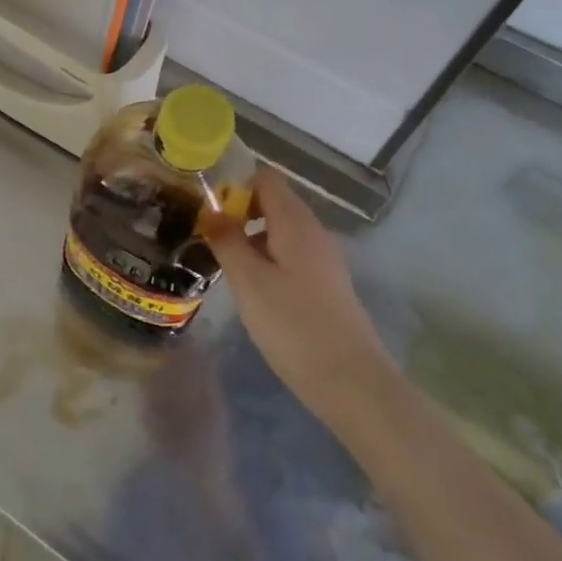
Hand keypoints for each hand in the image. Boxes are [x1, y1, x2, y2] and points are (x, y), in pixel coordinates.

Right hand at [205, 168, 398, 432]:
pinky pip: (291, 255)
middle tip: (211, 239)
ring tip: (225, 267)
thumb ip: (227, 240)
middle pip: (273, 202)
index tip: (209, 211)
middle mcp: (313, 232)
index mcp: (296, 222)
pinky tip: (253, 291)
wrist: (351, 382)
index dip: (235, 185)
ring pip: (280, 231)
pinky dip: (267, 260)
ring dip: (251, 239)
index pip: (265, 178)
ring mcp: (323, 259)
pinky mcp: (326, 284)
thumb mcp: (248, 281)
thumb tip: (211, 209)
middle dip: (239, 213)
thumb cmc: (293, 325)